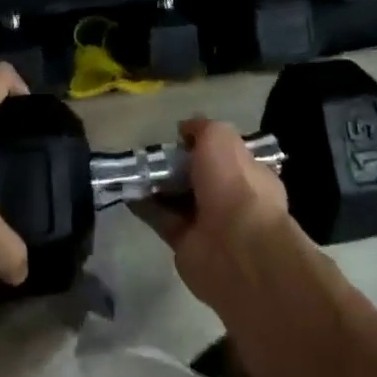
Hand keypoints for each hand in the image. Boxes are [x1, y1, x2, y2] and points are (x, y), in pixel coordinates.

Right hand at [134, 117, 298, 308]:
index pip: (224, 153)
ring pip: (179, 198)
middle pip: (198, 176)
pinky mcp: (186, 245)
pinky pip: (163, 220)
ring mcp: (209, 223)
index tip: (178, 137)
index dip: (202, 144)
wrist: (235, 248)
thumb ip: (201, 128)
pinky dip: (146, 207)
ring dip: (158, 185)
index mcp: (248, 171)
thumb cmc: (234, 182)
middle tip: (151, 153)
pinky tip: (128, 192)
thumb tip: (185, 129)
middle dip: (176, 165)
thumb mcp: (219, 136)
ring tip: (133, 169)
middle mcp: (230, 197)